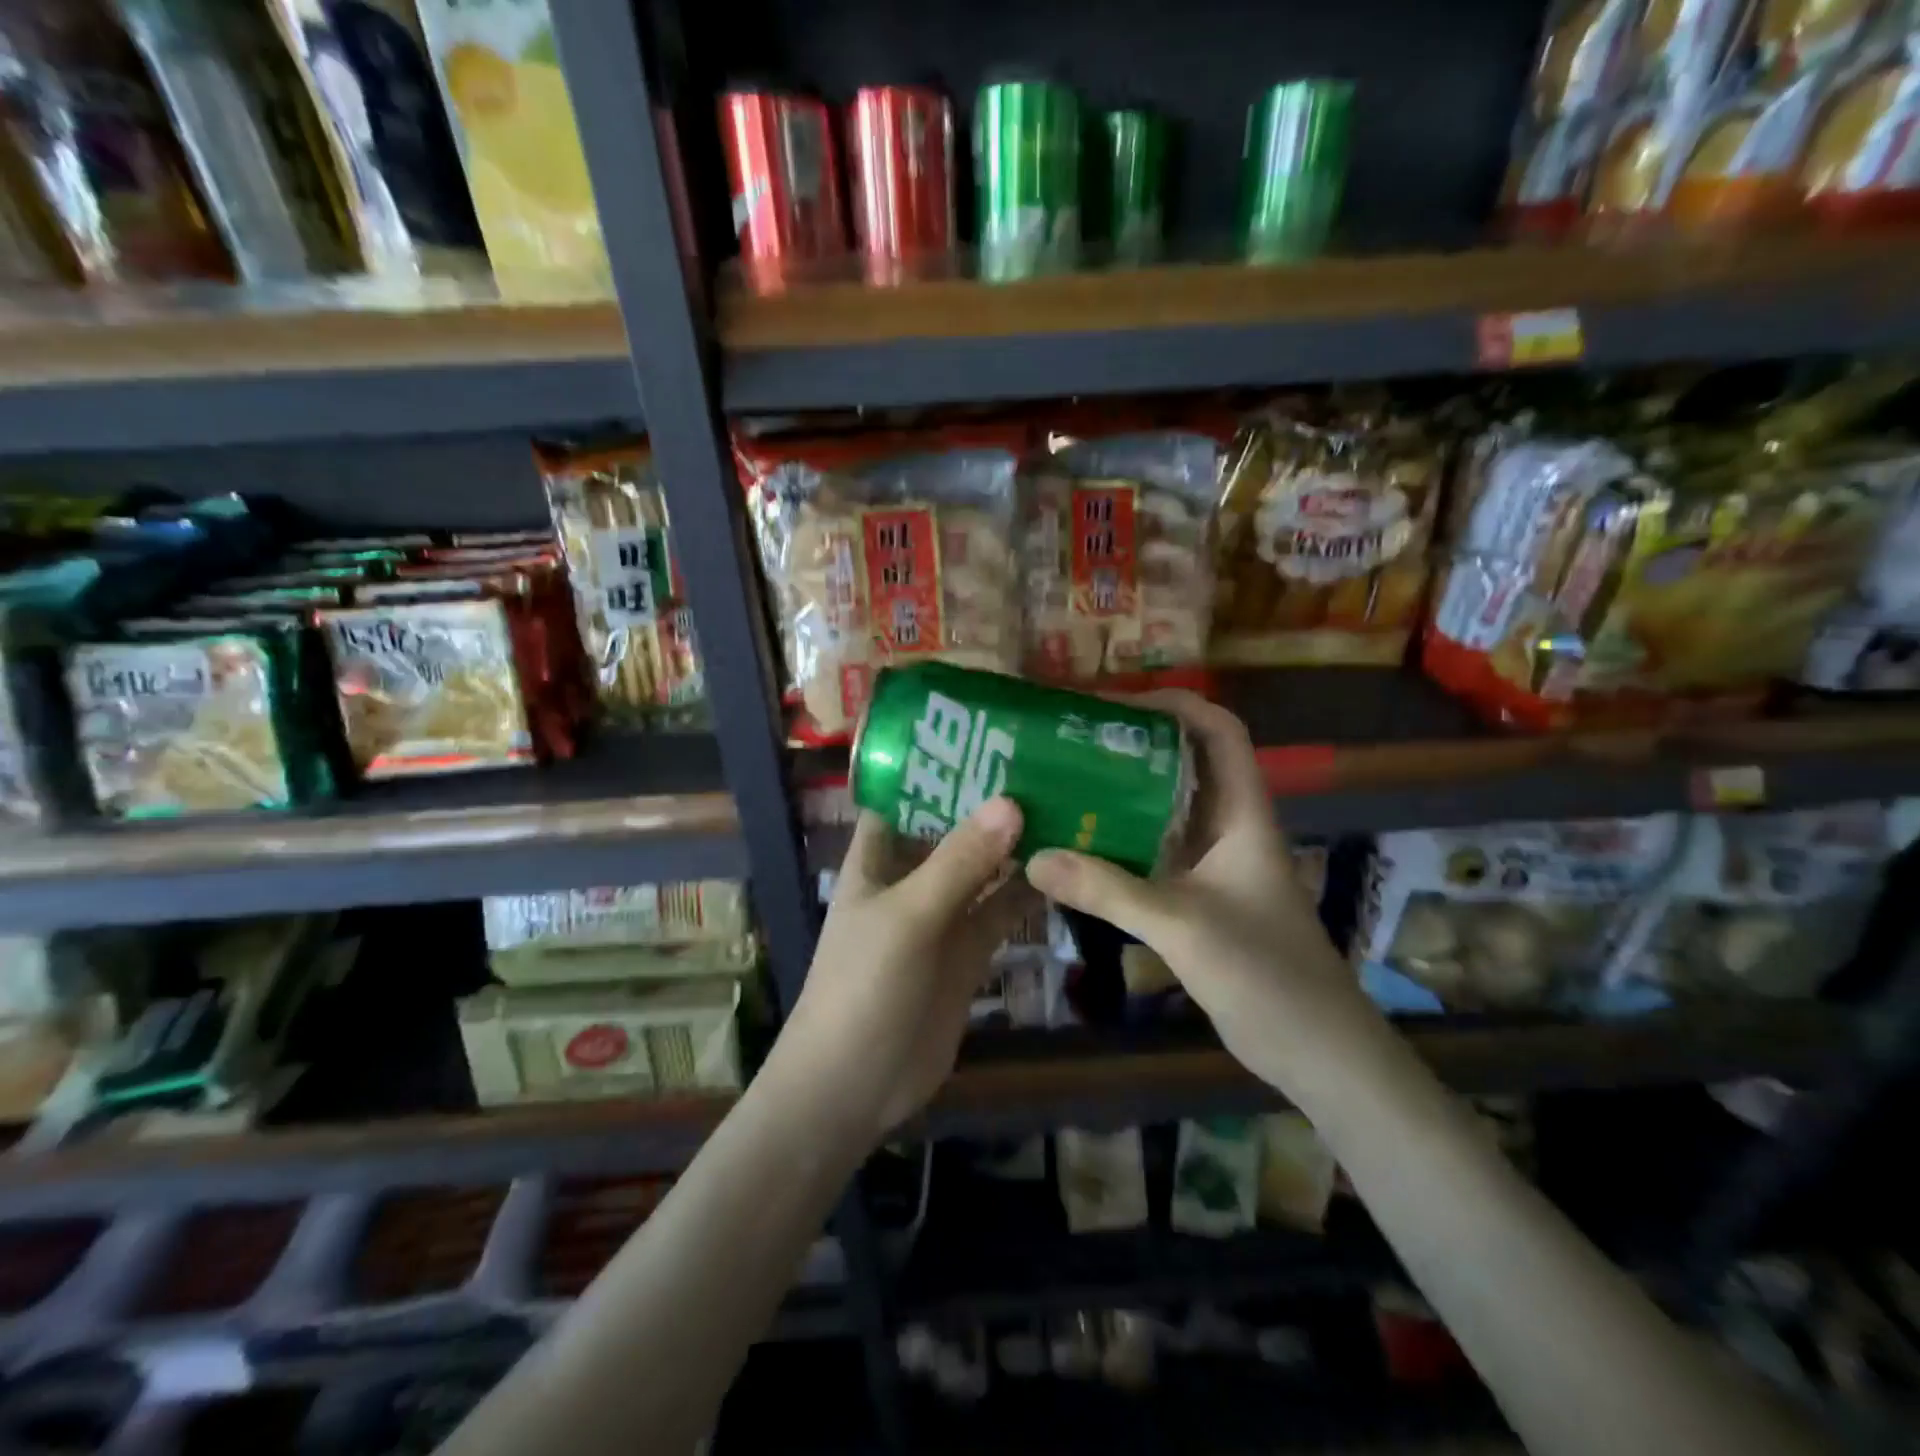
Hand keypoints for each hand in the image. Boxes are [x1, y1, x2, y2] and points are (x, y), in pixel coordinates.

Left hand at [767, 797, 1038, 1144]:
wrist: (854, 1087)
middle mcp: (910, 878)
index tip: (988, 734)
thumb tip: (1011, 801)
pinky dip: (1027, 892)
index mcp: (878, 857)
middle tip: (1047, 763)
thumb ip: (960, 862)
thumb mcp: (909, 917)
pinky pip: (1001, 911)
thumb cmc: (862, 987)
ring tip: (1068, 805)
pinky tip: (1065, 868)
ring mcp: (941, 916)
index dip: (939, 765)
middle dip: (991, 802)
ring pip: (983, 869)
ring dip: (1016, 845)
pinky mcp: (967, 953)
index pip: (905, 794)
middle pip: (952, 828)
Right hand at [1024, 691, 1376, 1082]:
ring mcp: (1215, 865)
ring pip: (1166, 810)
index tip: (1113, 704)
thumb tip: (1036, 857)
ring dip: (1121, 794)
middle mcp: (1229, 829)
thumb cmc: (1266, 974)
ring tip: (1063, 783)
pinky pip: (1154, 854)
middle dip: (1133, 745)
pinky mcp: (1199, 898)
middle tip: (1071, 741)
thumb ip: (1110, 890)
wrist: (1316, 1050)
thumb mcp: (1182, 925)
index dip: (1174, 704)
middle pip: (1185, 764)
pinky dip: (1119, 843)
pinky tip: (1077, 848)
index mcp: (1243, 814)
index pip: (1219, 732)